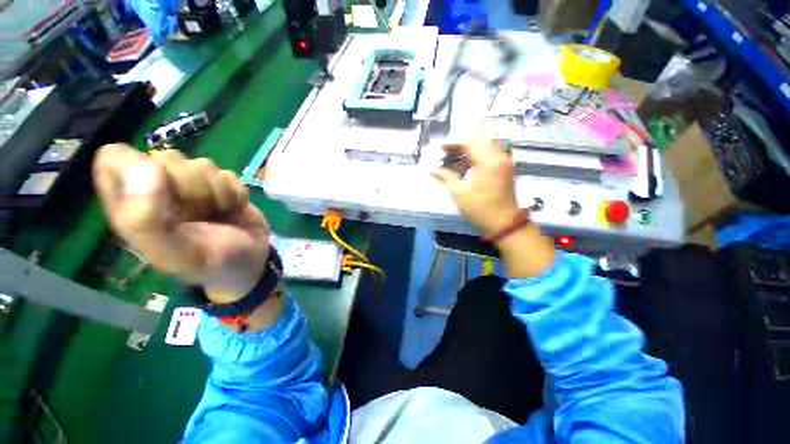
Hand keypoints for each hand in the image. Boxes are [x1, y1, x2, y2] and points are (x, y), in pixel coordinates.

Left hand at [93, 144, 270, 302]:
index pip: (115, 158)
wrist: (251, 263)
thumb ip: (147, 220)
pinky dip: (235, 194)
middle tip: (198, 213)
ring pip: (202, 164)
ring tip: (217, 215)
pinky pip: (228, 174)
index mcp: (130, 206)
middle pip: (166, 158)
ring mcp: (192, 186)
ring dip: (218, 192)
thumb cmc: (212, 263)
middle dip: (190, 185)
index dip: (139, 166)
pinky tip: (232, 210)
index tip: (163, 187)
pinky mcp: (220, 186)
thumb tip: (147, 166)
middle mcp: (157, 190)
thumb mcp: (176, 255)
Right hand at [433, 139, 554, 277]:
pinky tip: (467, 164)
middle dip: (461, 144)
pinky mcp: (506, 168)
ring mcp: (505, 161)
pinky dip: (477, 155)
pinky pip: (491, 153)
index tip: (440, 148)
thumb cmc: (480, 209)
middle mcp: (499, 156)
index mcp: (488, 161)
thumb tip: (433, 170)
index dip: (453, 142)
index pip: (469, 142)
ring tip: (455, 158)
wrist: (504, 223)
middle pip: (479, 141)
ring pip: (485, 146)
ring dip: (469, 149)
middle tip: (447, 153)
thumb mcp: (459, 194)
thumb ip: (446, 178)